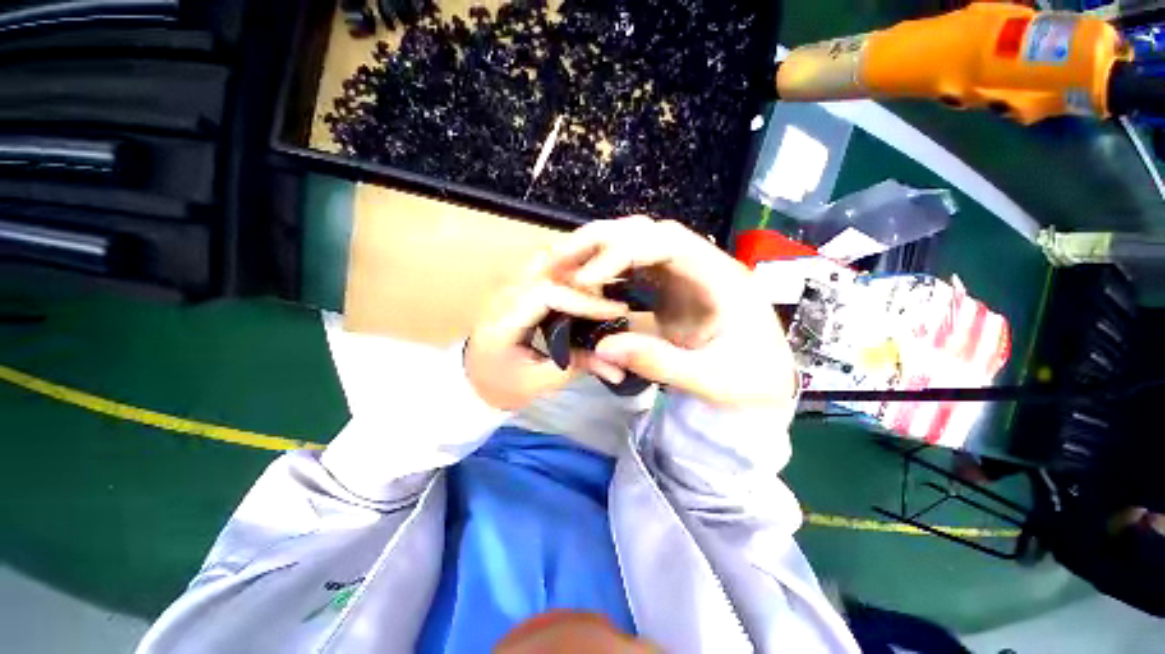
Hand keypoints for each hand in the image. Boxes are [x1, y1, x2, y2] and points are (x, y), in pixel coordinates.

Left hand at [465, 254, 627, 409]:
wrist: (473, 378)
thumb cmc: (500, 384)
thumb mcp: (537, 383)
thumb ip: (574, 367)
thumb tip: (615, 365)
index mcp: (503, 322)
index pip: (546, 294)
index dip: (583, 300)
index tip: (614, 312)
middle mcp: (504, 297)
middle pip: (545, 265)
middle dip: (583, 277)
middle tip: (609, 297)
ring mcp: (509, 288)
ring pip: (544, 261)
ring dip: (575, 270)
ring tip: (601, 290)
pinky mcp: (517, 289)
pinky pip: (544, 269)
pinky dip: (567, 273)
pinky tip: (584, 289)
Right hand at [551, 216, 795, 407]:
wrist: (759, 386)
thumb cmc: (748, 382)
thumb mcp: (711, 380)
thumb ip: (660, 362)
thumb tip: (604, 347)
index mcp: (721, 278)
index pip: (669, 242)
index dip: (623, 251)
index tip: (587, 278)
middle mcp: (700, 265)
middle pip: (646, 233)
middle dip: (600, 242)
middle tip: (559, 260)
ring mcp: (682, 276)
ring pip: (635, 246)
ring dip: (596, 252)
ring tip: (561, 268)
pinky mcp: (667, 289)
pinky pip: (632, 269)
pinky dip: (604, 272)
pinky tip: (582, 284)